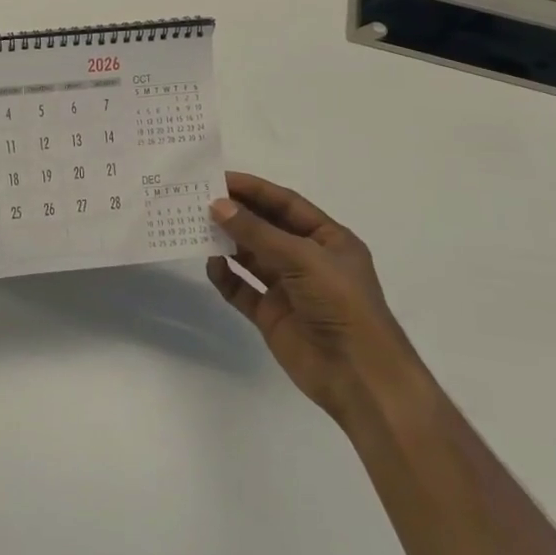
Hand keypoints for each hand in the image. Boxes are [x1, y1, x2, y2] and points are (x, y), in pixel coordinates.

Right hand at [206, 171, 416, 425]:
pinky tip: (211, 265)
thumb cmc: (341, 304)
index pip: (286, 204)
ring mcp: (289, 288)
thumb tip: (216, 205)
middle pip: (266, 228)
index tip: (218, 178)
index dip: (254, 189)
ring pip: (251, 257)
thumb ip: (257, 232)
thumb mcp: (302, 258)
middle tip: (199, 199)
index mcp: (328, 239)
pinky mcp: (272, 315)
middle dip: (236, 214)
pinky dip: (226, 276)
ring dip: (227, 242)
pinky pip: (242, 289)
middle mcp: (308, 259)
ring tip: (196, 227)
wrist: (359, 376)